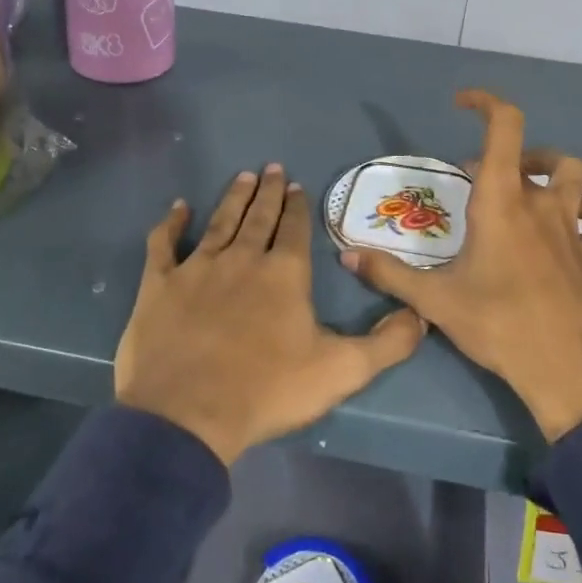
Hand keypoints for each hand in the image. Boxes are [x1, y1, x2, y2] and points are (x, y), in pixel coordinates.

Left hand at [115, 163, 425, 465]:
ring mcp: (198, 267)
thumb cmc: (267, 390)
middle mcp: (242, 258)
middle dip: (269, 192)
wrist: (187, 414)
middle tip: (273, 168)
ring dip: (233, 198)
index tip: (298, 186)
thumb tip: (421, 316)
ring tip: (243, 176)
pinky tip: (178, 208)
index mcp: (284, 273)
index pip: (295, 229)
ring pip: (220, 222)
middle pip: (259, 216)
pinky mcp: (159, 284)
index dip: (298, 207)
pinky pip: (163, 244)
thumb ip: (386, 344)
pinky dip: (171, 224)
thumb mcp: (341, 371)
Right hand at [341, 91, 581, 441]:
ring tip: (528, 191)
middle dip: (507, 154)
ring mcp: (574, 229)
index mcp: (501, 201)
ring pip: (577, 177)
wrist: (571, 374)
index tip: (461, 103)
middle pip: (537, 152)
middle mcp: (541, 204)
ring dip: (552, 173)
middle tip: (478, 180)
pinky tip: (580, 227)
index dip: (485, 102)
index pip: (504, 126)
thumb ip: (389, 274)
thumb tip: (346, 255)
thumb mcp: (435, 300)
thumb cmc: (499, 326)